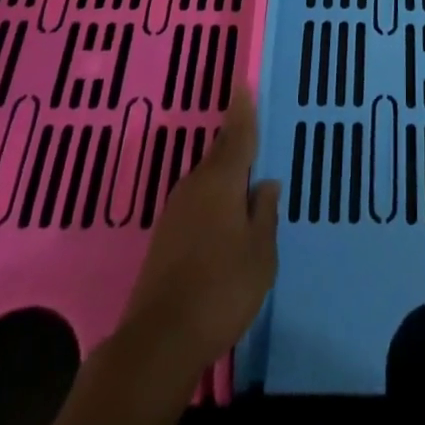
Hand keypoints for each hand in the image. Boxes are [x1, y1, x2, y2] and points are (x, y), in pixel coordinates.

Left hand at [31, 89, 280, 424]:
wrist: (159, 341)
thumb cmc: (221, 289)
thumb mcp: (261, 252)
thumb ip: (264, 213)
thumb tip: (265, 184)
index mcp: (221, 182)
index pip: (237, 136)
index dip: (243, 111)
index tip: (242, 83)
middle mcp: (195, 187)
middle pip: (220, 155)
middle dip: (235, 141)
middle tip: (251, 127)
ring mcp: (175, 212)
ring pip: (207, 180)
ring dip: (225, 174)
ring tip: (244, 174)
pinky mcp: (165, 238)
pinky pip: (197, 202)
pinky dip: (213, 198)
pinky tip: (223, 215)